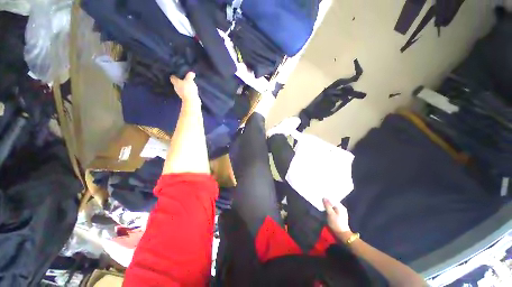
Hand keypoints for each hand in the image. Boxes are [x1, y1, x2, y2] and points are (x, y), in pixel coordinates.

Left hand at [170, 72, 200, 105]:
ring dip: (183, 86)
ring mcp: (180, 93)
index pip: (172, 77)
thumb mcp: (190, 80)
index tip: (177, 74)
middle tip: (184, 78)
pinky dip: (187, 91)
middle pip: (176, 83)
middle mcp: (176, 87)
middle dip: (179, 81)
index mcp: (175, 82)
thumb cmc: (188, 89)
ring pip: (181, 88)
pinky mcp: (185, 97)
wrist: (191, 100)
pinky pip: (185, 92)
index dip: (174, 75)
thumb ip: (190, 76)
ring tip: (188, 84)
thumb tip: (192, 73)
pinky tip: (191, 90)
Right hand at [323, 198, 350, 234]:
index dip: (326, 198)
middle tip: (320, 201)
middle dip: (327, 202)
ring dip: (327, 206)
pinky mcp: (339, 216)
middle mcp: (341, 208)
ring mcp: (341, 212)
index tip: (320, 197)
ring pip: (333, 207)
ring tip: (321, 205)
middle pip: (333, 203)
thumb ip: (327, 205)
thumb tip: (324, 198)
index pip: (332, 199)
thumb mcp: (330, 214)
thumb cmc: (336, 223)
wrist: (342, 234)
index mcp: (340, 206)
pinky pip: (333, 210)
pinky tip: (325, 210)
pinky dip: (329, 209)